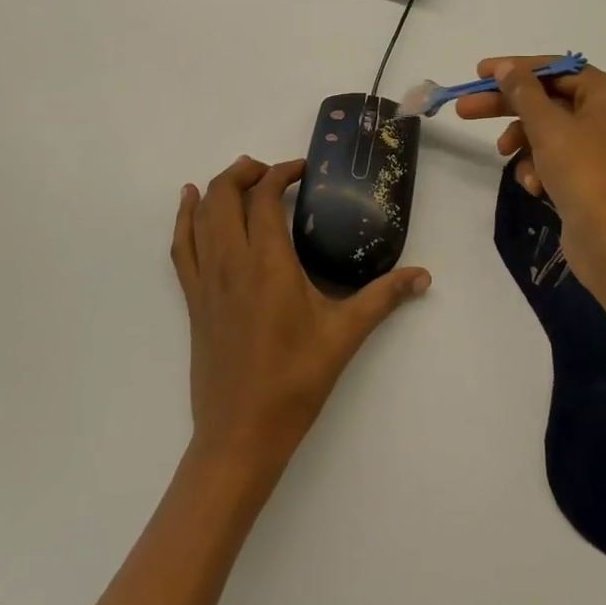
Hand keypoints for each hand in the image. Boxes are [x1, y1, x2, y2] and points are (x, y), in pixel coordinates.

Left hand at [171, 156, 430, 476]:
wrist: (241, 434)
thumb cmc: (295, 381)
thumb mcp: (344, 335)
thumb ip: (383, 298)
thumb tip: (423, 276)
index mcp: (268, 262)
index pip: (264, 196)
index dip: (281, 172)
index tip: (304, 170)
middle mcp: (231, 261)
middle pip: (225, 194)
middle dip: (247, 171)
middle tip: (275, 173)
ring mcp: (206, 280)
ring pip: (201, 214)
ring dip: (219, 187)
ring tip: (242, 178)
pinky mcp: (193, 299)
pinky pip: (181, 245)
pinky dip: (184, 216)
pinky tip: (189, 201)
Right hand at [455, 57, 605, 285]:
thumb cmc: (585, 172)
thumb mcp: (547, 126)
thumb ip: (523, 91)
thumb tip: (507, 67)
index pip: (556, 69)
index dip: (516, 69)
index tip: (480, 74)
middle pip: (549, 99)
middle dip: (508, 108)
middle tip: (466, 110)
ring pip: (551, 131)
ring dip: (523, 142)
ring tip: (504, 156)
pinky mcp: (597, 178)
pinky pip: (560, 159)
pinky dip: (540, 166)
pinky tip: (533, 185)